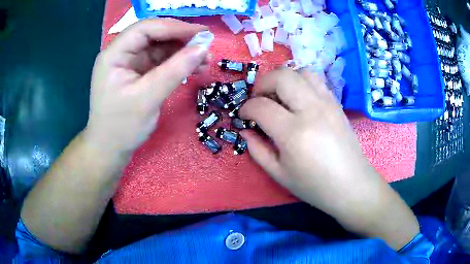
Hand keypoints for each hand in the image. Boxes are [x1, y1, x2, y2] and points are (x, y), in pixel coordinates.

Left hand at [85, 19, 209, 155]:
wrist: (110, 150)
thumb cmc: (121, 127)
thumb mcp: (147, 98)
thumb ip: (175, 70)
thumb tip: (203, 48)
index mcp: (114, 54)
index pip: (145, 29)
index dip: (174, 27)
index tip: (202, 33)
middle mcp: (121, 53)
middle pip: (154, 35)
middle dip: (181, 39)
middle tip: (206, 47)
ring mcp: (130, 63)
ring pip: (160, 48)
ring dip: (183, 52)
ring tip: (205, 61)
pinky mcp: (139, 73)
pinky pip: (161, 61)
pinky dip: (178, 63)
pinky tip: (194, 68)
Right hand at [240, 68, 378, 217]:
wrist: (351, 185)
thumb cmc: (314, 186)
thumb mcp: (279, 174)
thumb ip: (257, 149)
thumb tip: (245, 129)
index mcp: (294, 133)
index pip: (262, 106)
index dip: (246, 109)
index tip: (244, 116)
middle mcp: (312, 110)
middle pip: (281, 76)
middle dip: (262, 83)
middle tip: (259, 100)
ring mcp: (327, 103)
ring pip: (301, 72)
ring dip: (284, 79)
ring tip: (279, 97)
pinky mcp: (336, 103)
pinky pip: (316, 80)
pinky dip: (301, 83)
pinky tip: (298, 100)